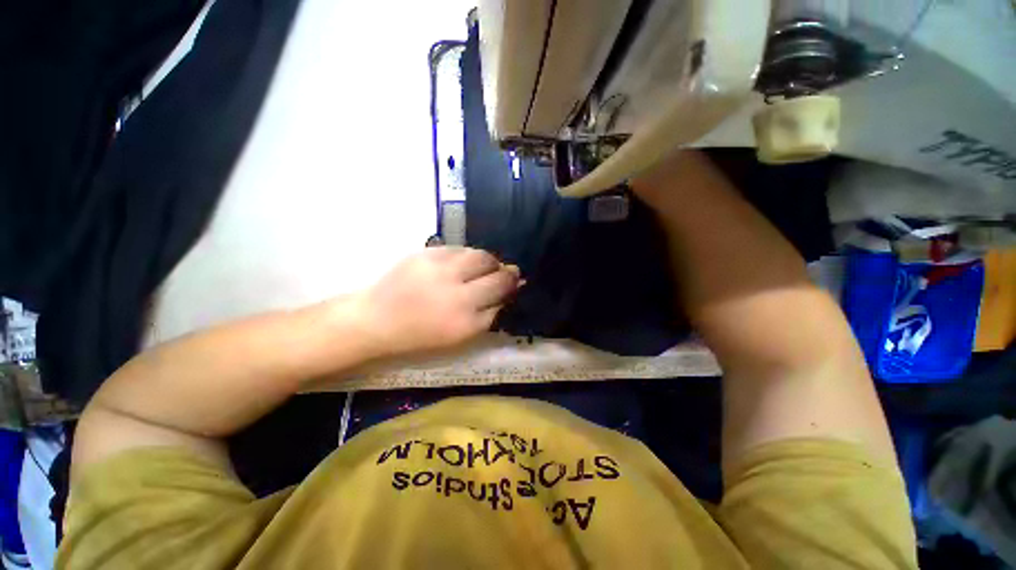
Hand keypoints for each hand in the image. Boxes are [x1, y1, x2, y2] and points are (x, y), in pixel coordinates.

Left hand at [352, 247, 520, 357]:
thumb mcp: (461, 336)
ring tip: (484, 266)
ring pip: (479, 255)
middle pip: (495, 271)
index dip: (511, 283)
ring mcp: (440, 268)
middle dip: (505, 270)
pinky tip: (461, 263)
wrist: (377, 319)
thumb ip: (489, 315)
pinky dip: (466, 256)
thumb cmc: (422, 334)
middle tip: (504, 271)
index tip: (515, 280)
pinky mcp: (426, 253)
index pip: (501, 291)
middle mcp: (456, 291)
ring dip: (487, 260)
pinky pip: (459, 249)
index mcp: (465, 318)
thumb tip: (509, 292)